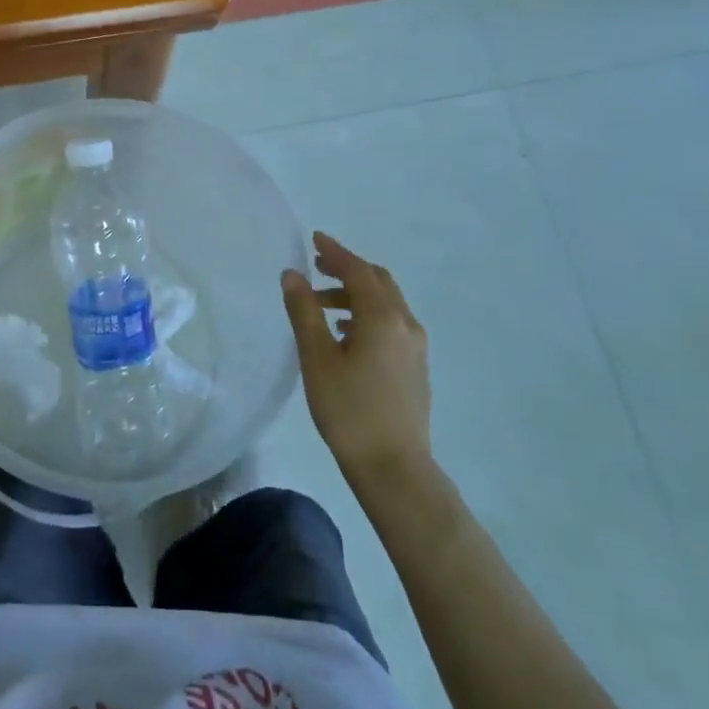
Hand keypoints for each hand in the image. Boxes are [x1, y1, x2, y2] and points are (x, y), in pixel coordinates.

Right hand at [281, 232, 431, 481]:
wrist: (395, 469)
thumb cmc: (349, 410)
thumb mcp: (317, 358)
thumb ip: (304, 311)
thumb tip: (292, 274)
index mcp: (382, 316)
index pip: (358, 270)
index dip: (335, 252)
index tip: (315, 239)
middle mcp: (405, 324)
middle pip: (377, 282)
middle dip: (347, 270)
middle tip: (317, 268)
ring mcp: (415, 347)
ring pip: (386, 304)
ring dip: (355, 296)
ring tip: (321, 308)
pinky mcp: (416, 368)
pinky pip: (391, 324)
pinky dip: (367, 315)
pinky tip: (345, 336)